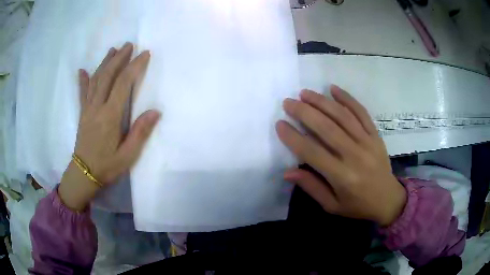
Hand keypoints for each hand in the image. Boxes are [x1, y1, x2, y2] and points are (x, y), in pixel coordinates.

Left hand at [58, 43, 159, 210]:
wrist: (84, 174)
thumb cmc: (107, 166)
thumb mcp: (128, 155)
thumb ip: (140, 132)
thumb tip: (155, 111)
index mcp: (110, 116)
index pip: (123, 84)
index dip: (134, 66)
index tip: (144, 54)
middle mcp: (97, 107)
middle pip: (108, 76)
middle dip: (119, 58)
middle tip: (129, 45)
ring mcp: (87, 109)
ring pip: (95, 80)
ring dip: (105, 63)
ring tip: (113, 50)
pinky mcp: (82, 113)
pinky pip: (82, 93)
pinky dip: (83, 80)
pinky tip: (82, 70)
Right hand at [276, 86, 406, 226]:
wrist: (388, 199)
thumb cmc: (358, 205)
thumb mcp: (332, 205)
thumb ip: (311, 187)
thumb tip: (287, 172)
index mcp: (342, 177)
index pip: (312, 152)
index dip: (293, 137)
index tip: (280, 124)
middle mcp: (354, 155)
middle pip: (327, 128)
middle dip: (305, 112)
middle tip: (289, 102)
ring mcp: (367, 142)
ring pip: (342, 116)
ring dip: (322, 102)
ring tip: (305, 93)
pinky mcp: (376, 135)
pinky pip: (361, 113)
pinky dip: (347, 99)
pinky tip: (333, 89)